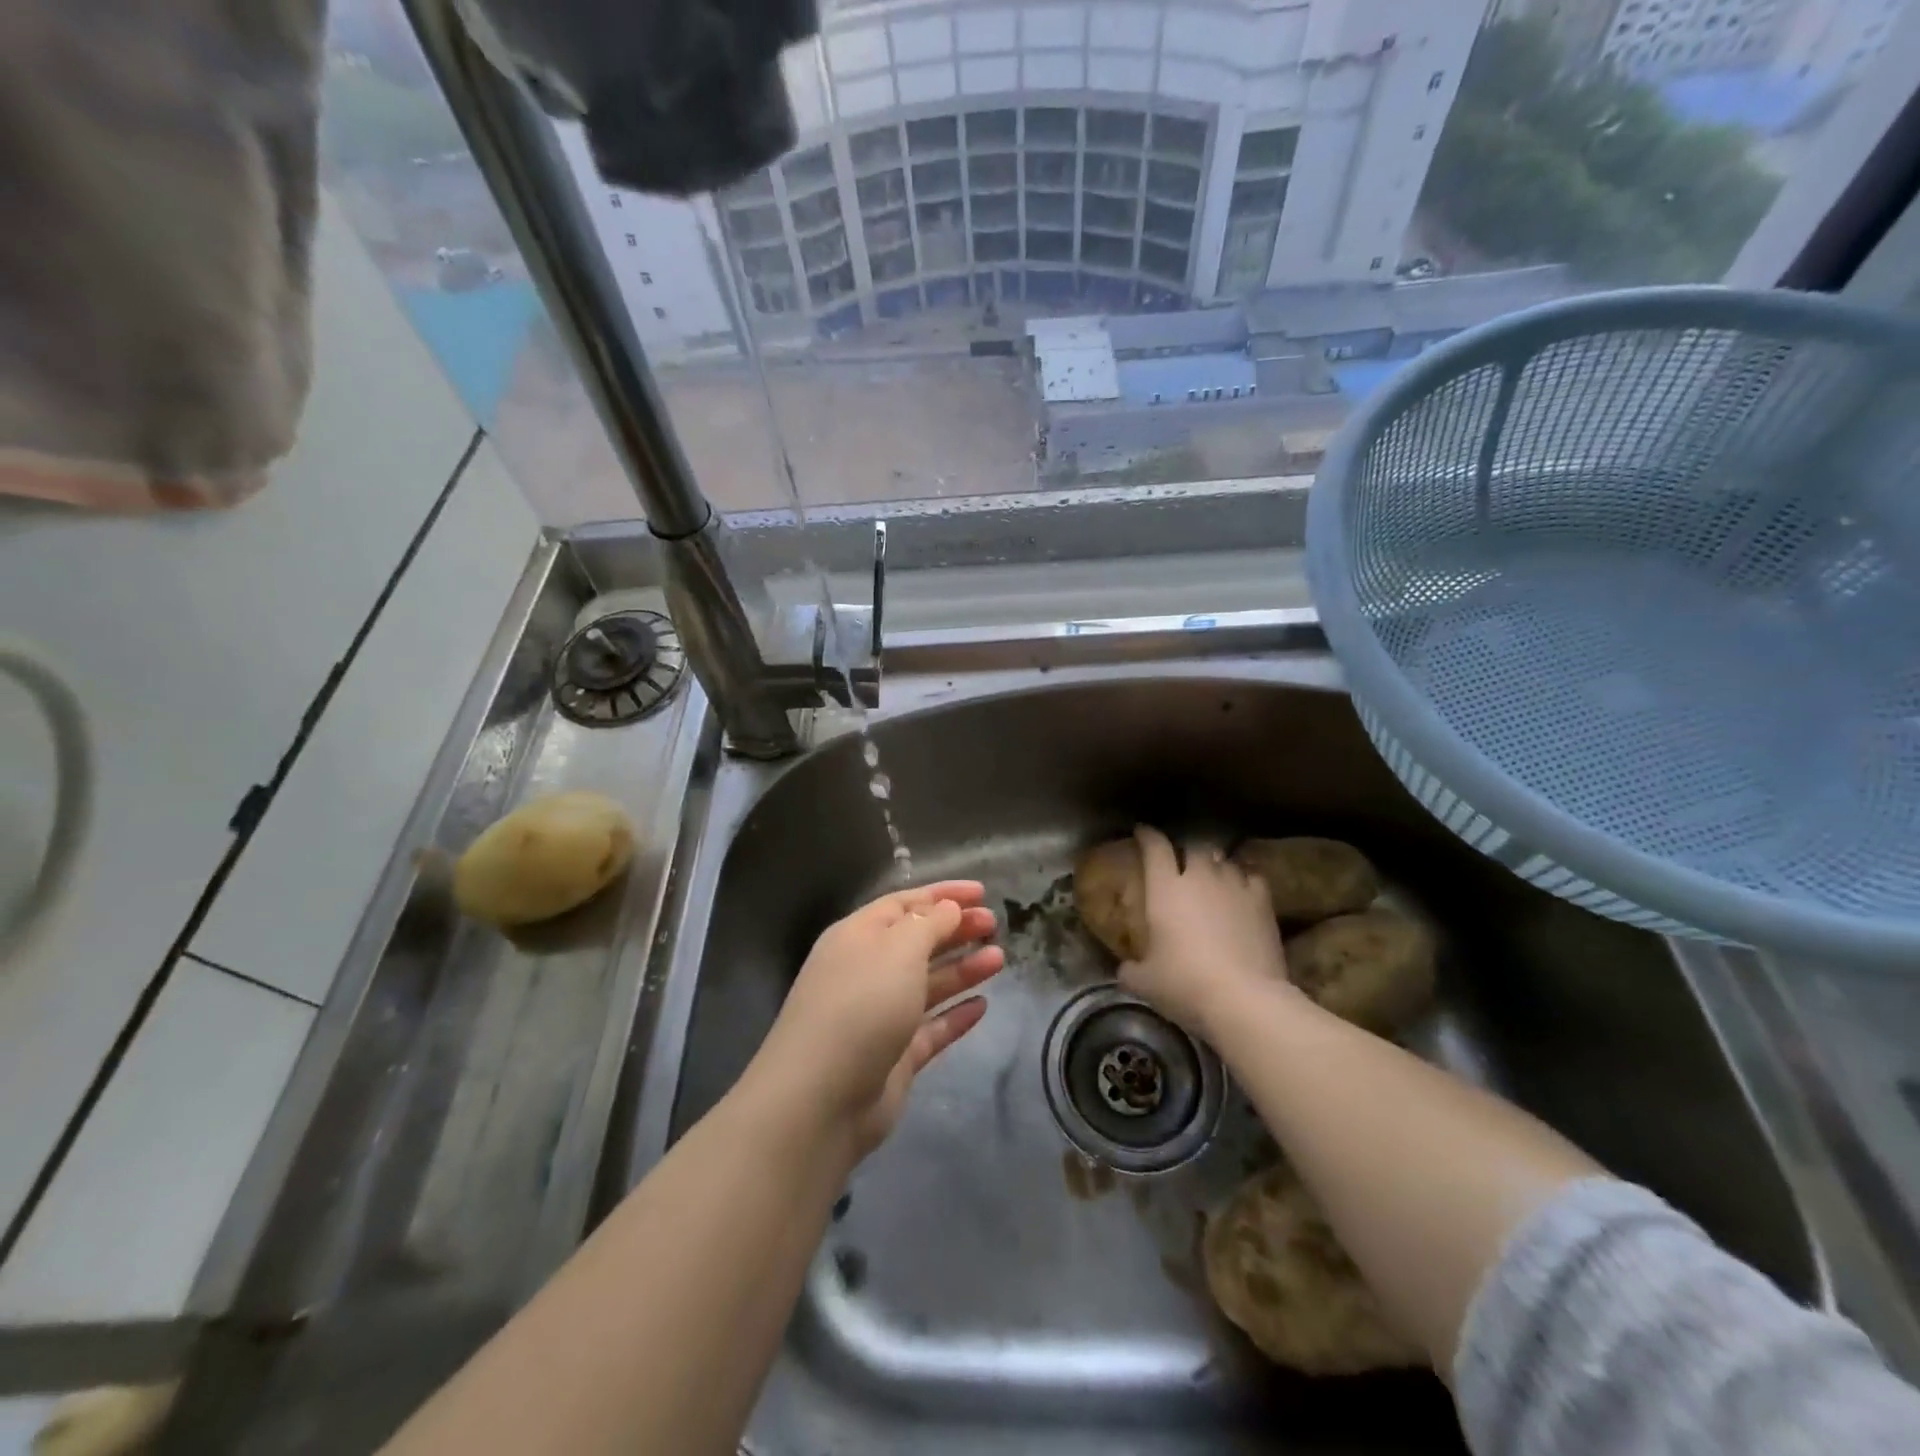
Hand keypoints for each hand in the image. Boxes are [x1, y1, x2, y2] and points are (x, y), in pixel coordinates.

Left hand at [755, 881, 1003, 1155]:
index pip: (904, 904)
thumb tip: (948, 908)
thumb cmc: (861, 1004)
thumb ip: (930, 924)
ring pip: (927, 984)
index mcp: (858, 936)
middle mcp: (867, 971)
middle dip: (955, 930)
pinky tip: (983, 1006)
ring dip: (962, 969)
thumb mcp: (899, 949)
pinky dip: (955, 1015)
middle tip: (994, 924)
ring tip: (999, 958)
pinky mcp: (894, 1057)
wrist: (821, 1098)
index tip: (982, 892)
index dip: (942, 895)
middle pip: (917, 942)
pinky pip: (931, 1028)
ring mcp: (880, 1016)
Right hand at [1119, 826, 1293, 1038]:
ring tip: (1213, 875)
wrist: (1245, 999)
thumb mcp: (1145, 983)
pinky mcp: (1263, 902)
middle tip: (1181, 860)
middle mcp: (1200, 877)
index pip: (1155, 847)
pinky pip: (1253, 877)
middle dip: (1186, 849)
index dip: (1147, 835)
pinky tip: (1243, 888)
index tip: (1142, 831)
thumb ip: (1131, 970)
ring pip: (1224, 859)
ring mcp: (1234, 886)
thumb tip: (1125, 969)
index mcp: (1165, 888)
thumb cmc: (1186, 984)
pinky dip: (1245, 878)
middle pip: (1193, 846)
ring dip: (1215, 864)